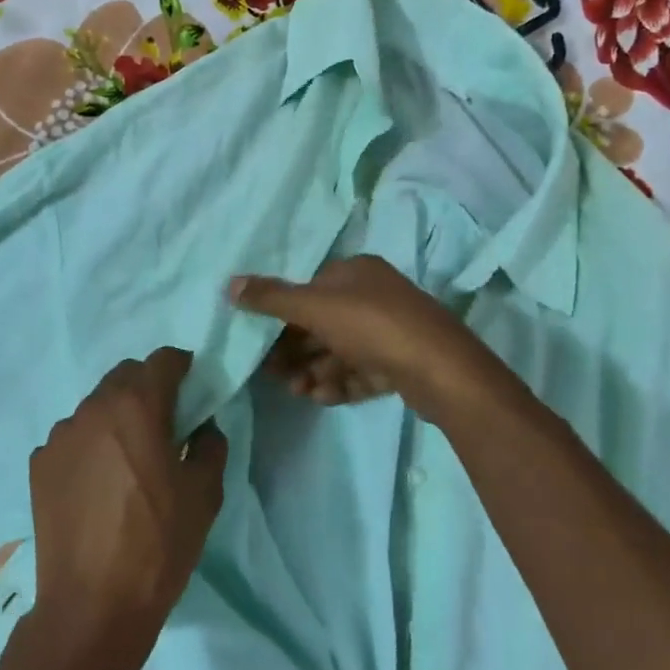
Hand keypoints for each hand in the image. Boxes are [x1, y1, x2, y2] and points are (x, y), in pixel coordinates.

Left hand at [29, 348, 225, 669]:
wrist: (93, 605)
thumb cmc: (159, 544)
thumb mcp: (205, 493)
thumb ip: (210, 444)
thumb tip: (201, 426)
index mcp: (136, 406)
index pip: (163, 359)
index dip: (183, 368)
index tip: (194, 390)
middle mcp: (92, 408)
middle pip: (125, 376)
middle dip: (149, 388)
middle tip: (165, 424)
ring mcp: (60, 435)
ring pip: (96, 406)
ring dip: (117, 417)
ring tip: (128, 459)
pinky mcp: (39, 464)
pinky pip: (73, 438)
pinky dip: (90, 445)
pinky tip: (99, 484)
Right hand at [229, 256, 504, 420]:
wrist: (440, 370)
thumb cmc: (373, 326)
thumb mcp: (315, 307)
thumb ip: (271, 297)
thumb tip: (229, 283)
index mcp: (355, 272)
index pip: (309, 289)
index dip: (283, 315)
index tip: (261, 342)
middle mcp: (374, 296)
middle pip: (322, 323)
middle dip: (296, 350)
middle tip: (274, 374)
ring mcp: (390, 331)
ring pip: (340, 351)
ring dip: (314, 370)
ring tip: (298, 391)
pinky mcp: (400, 363)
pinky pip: (360, 371)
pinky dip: (340, 383)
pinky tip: (323, 397)